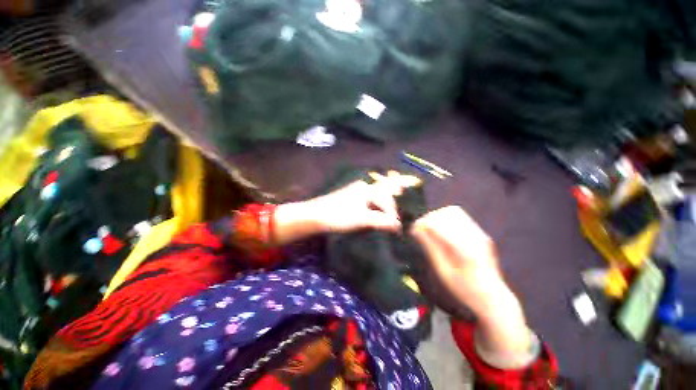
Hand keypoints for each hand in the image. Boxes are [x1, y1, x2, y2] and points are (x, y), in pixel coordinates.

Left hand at [273, 172, 418, 243]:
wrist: (314, 216)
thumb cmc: (338, 216)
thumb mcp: (361, 219)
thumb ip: (381, 220)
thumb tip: (398, 225)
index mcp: (367, 189)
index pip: (387, 200)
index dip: (393, 214)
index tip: (397, 228)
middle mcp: (363, 187)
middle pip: (383, 194)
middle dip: (392, 204)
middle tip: (399, 216)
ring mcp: (355, 192)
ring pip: (375, 197)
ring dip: (384, 206)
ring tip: (390, 215)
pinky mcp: (350, 199)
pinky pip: (368, 201)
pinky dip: (375, 207)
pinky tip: (376, 214)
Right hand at [411, 206, 531, 359]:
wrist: (496, 303)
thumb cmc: (467, 293)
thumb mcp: (444, 274)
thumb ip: (431, 248)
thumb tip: (417, 228)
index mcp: (464, 248)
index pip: (439, 222)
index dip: (423, 221)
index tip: (412, 227)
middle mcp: (475, 237)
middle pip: (447, 213)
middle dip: (430, 218)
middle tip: (419, 230)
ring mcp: (480, 235)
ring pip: (454, 214)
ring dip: (438, 220)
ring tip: (429, 232)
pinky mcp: (481, 237)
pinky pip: (460, 221)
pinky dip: (446, 223)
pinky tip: (441, 235)